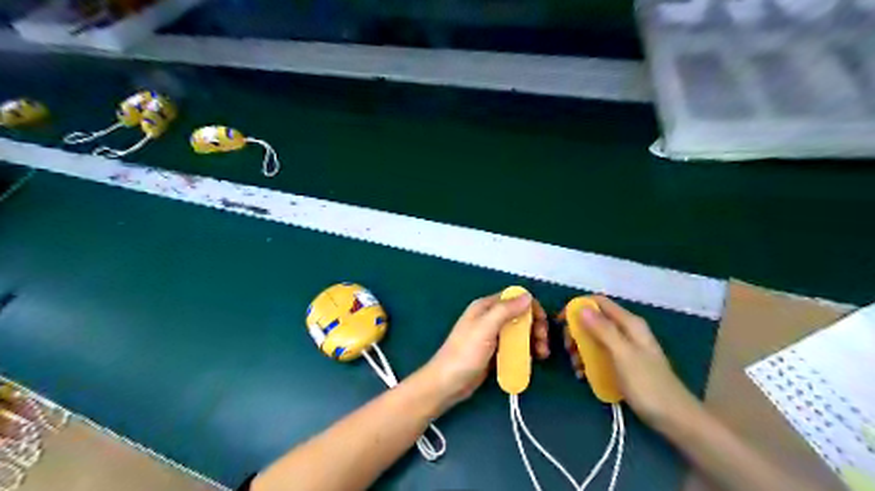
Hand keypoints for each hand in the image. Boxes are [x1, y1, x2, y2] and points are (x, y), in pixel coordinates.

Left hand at [423, 293, 543, 412]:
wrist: (447, 383)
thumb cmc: (465, 353)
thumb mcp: (485, 328)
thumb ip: (505, 310)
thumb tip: (527, 295)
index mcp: (485, 307)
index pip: (514, 298)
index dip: (531, 307)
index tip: (542, 323)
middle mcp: (489, 318)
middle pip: (519, 315)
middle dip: (535, 326)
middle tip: (542, 343)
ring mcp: (492, 336)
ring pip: (518, 332)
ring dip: (532, 340)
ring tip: (541, 355)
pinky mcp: (494, 352)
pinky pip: (513, 347)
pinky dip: (524, 351)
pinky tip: (530, 361)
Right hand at [565, 294, 702, 428]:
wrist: (675, 419)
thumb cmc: (648, 384)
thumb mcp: (622, 354)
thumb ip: (603, 330)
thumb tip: (581, 308)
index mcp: (629, 323)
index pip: (599, 303)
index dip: (578, 307)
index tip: (560, 322)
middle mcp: (626, 331)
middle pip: (594, 321)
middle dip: (577, 332)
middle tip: (569, 349)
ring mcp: (625, 348)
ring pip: (594, 339)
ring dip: (580, 349)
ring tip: (575, 366)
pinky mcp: (623, 364)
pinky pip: (600, 355)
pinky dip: (588, 361)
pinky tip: (583, 375)